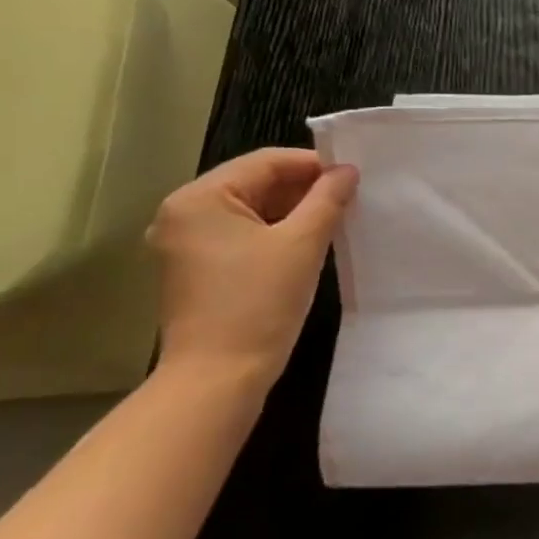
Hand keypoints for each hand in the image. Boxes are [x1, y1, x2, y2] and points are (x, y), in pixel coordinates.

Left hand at [145, 149, 358, 390]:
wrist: (219, 376)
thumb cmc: (259, 303)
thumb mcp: (302, 244)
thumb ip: (327, 199)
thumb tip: (347, 171)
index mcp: (199, 199)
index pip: (265, 162)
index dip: (313, 164)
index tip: (354, 175)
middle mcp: (183, 214)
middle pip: (255, 183)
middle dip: (304, 188)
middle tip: (351, 196)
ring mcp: (186, 243)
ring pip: (251, 210)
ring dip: (293, 210)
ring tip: (337, 217)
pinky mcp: (197, 268)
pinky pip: (242, 234)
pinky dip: (276, 232)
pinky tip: (309, 242)